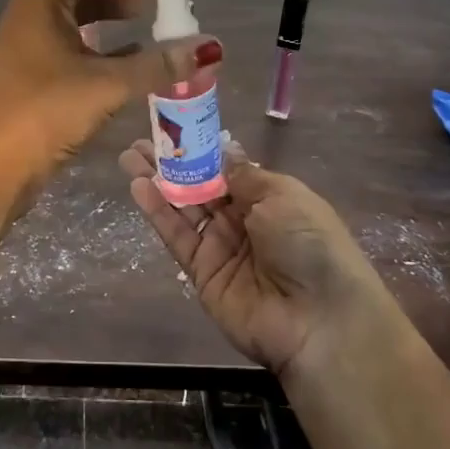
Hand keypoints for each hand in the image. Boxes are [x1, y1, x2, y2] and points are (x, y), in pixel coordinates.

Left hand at [0, 0, 219, 187]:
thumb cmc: (42, 113)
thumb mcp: (105, 85)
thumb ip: (157, 65)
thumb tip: (208, 50)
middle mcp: (35, 9)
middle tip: (175, 1)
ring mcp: (33, 39)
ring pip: (84, 12)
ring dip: (122, 14)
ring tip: (161, 22)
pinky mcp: (36, 68)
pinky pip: (79, 41)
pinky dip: (109, 43)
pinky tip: (137, 55)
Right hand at [118, 141, 386, 374]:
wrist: (319, 319)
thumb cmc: (309, 244)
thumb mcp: (282, 196)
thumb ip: (243, 175)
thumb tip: (221, 152)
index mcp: (269, 199)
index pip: (226, 170)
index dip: (200, 151)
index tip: (174, 129)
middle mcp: (242, 220)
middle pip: (200, 187)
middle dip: (172, 164)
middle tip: (141, 142)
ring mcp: (220, 247)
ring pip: (183, 208)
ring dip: (157, 182)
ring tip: (130, 156)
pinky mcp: (201, 273)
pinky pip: (177, 236)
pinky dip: (157, 212)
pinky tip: (138, 186)